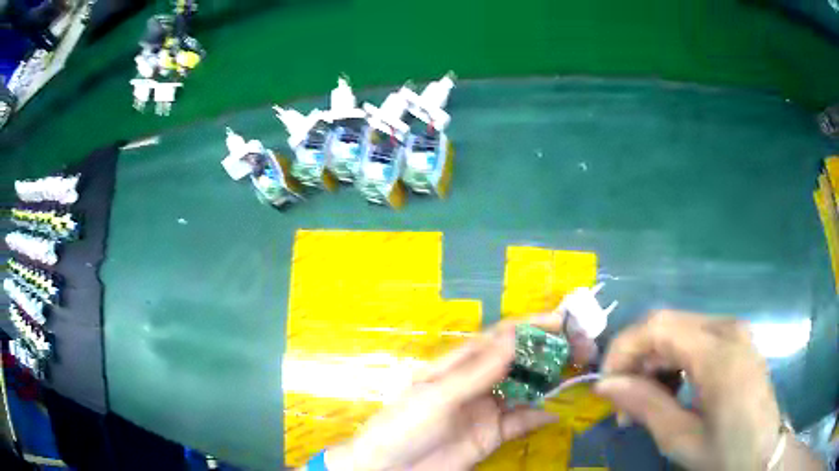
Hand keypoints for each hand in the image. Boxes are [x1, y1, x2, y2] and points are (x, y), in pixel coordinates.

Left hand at [325, 313, 597, 470]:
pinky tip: (554, 413)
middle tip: (579, 348)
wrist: (390, 470)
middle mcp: (475, 383)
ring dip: (549, 381)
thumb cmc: (404, 426)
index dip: (529, 327)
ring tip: (577, 372)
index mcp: (457, 366)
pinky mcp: (492, 435)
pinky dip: (538, 416)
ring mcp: (486, 410)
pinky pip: (520, 422)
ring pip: (524, 389)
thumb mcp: (436, 396)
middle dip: (547, 352)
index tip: (561, 322)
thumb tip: (514, 337)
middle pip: (517, 361)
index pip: (499, 339)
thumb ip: (476, 372)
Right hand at [596, 311, 783, 469]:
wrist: (763, 452)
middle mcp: (727, 329)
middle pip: (666, 324)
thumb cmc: (726, 452)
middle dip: (636, 359)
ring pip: (679, 329)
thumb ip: (645, 405)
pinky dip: (673, 360)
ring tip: (645, 401)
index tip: (606, 387)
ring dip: (653, 360)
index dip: (623, 350)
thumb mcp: (681, 438)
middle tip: (623, 402)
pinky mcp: (736, 340)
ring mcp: (734, 332)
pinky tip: (672, 389)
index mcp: (718, 352)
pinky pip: (695, 338)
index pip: (657, 327)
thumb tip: (605, 385)